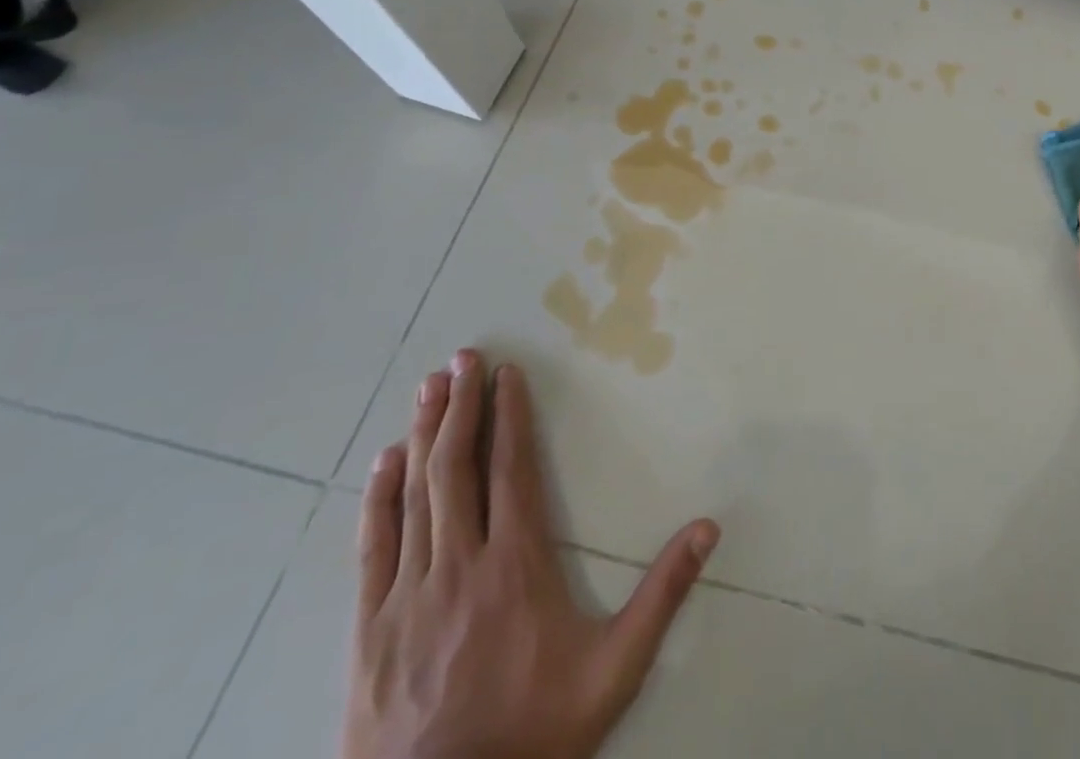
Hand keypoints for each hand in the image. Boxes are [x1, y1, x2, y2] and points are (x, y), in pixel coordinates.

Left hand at [342, 350, 717, 758]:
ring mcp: (408, 595)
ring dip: (423, 436)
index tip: (506, 374)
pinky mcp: (370, 629)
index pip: (511, 469)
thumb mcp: (614, 670)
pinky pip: (373, 547)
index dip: (509, 416)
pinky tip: (383, 463)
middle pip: (457, 468)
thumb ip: (661, 595)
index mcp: (515, 564)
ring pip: (416, 495)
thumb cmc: (532, 733)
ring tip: (428, 388)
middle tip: (462, 358)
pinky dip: (378, 498)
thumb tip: (709, 527)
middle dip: (460, 407)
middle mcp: (459, 564)